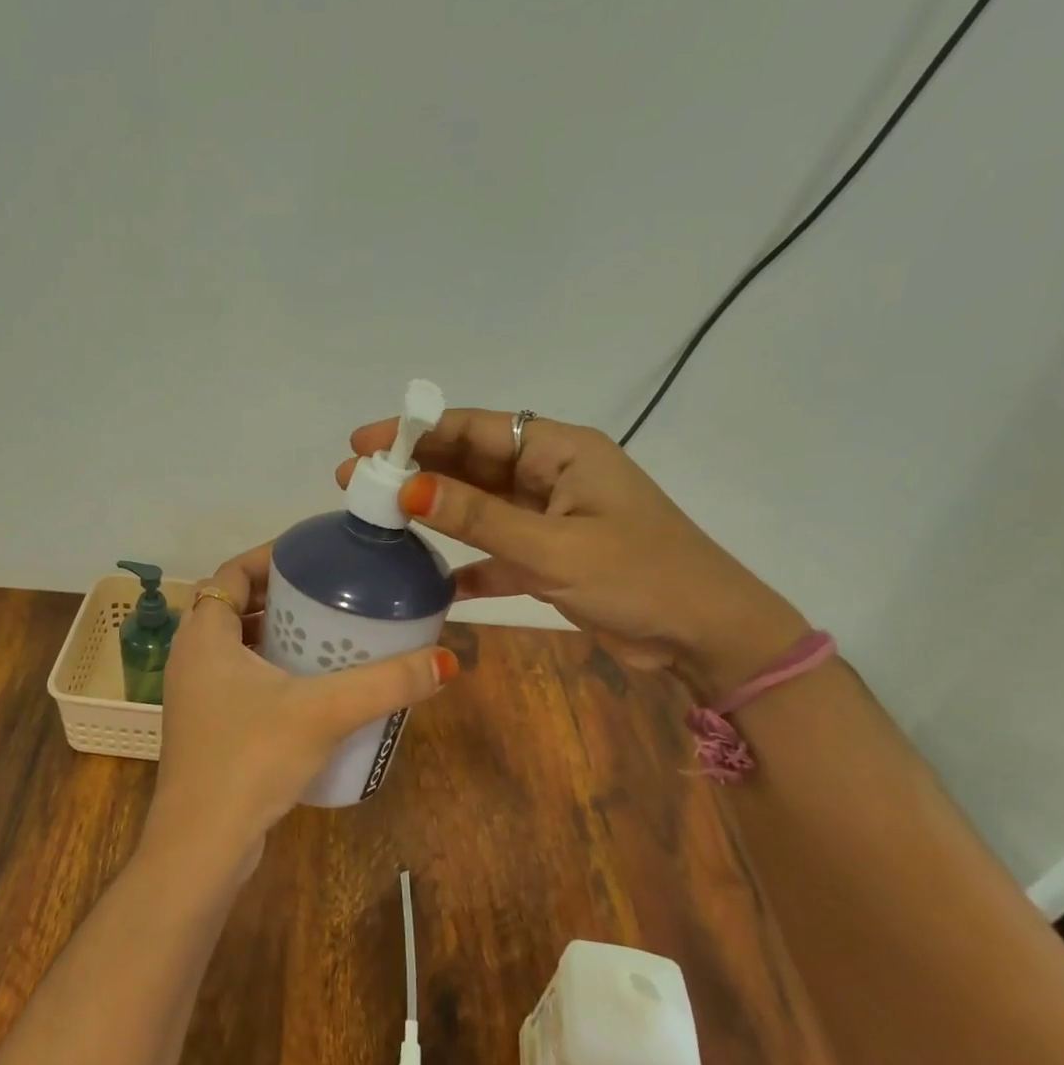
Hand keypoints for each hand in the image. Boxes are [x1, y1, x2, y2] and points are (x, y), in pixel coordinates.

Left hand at [142, 543, 458, 887]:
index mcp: (203, 637)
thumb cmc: (251, 759)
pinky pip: (240, 681)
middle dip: (281, 596)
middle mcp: (192, 659)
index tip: (312, 555)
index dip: (268, 556)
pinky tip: (311, 689)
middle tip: (330, 593)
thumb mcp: (323, 711)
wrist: (202, 846)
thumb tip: (447, 661)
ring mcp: (196, 697)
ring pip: (237, 647)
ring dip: (276, 635)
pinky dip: (271, 671)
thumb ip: (386, 683)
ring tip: (327, 634)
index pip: (231, 573)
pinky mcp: (208, 730)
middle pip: (235, 607)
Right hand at [337, 410, 806, 701]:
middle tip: (356, 480)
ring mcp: (550, 516)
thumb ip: (479, 518)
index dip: (417, 430)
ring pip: (479, 505)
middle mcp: (551, 474)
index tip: (365, 442)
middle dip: (416, 470)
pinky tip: (435, 580)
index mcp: (561, 451)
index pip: (476, 428)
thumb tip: (408, 489)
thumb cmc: (639, 578)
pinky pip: (496, 549)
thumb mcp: (553, 547)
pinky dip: (468, 562)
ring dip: (434, 511)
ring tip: (377, 515)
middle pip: (471, 463)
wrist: (707, 636)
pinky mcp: (550, 556)